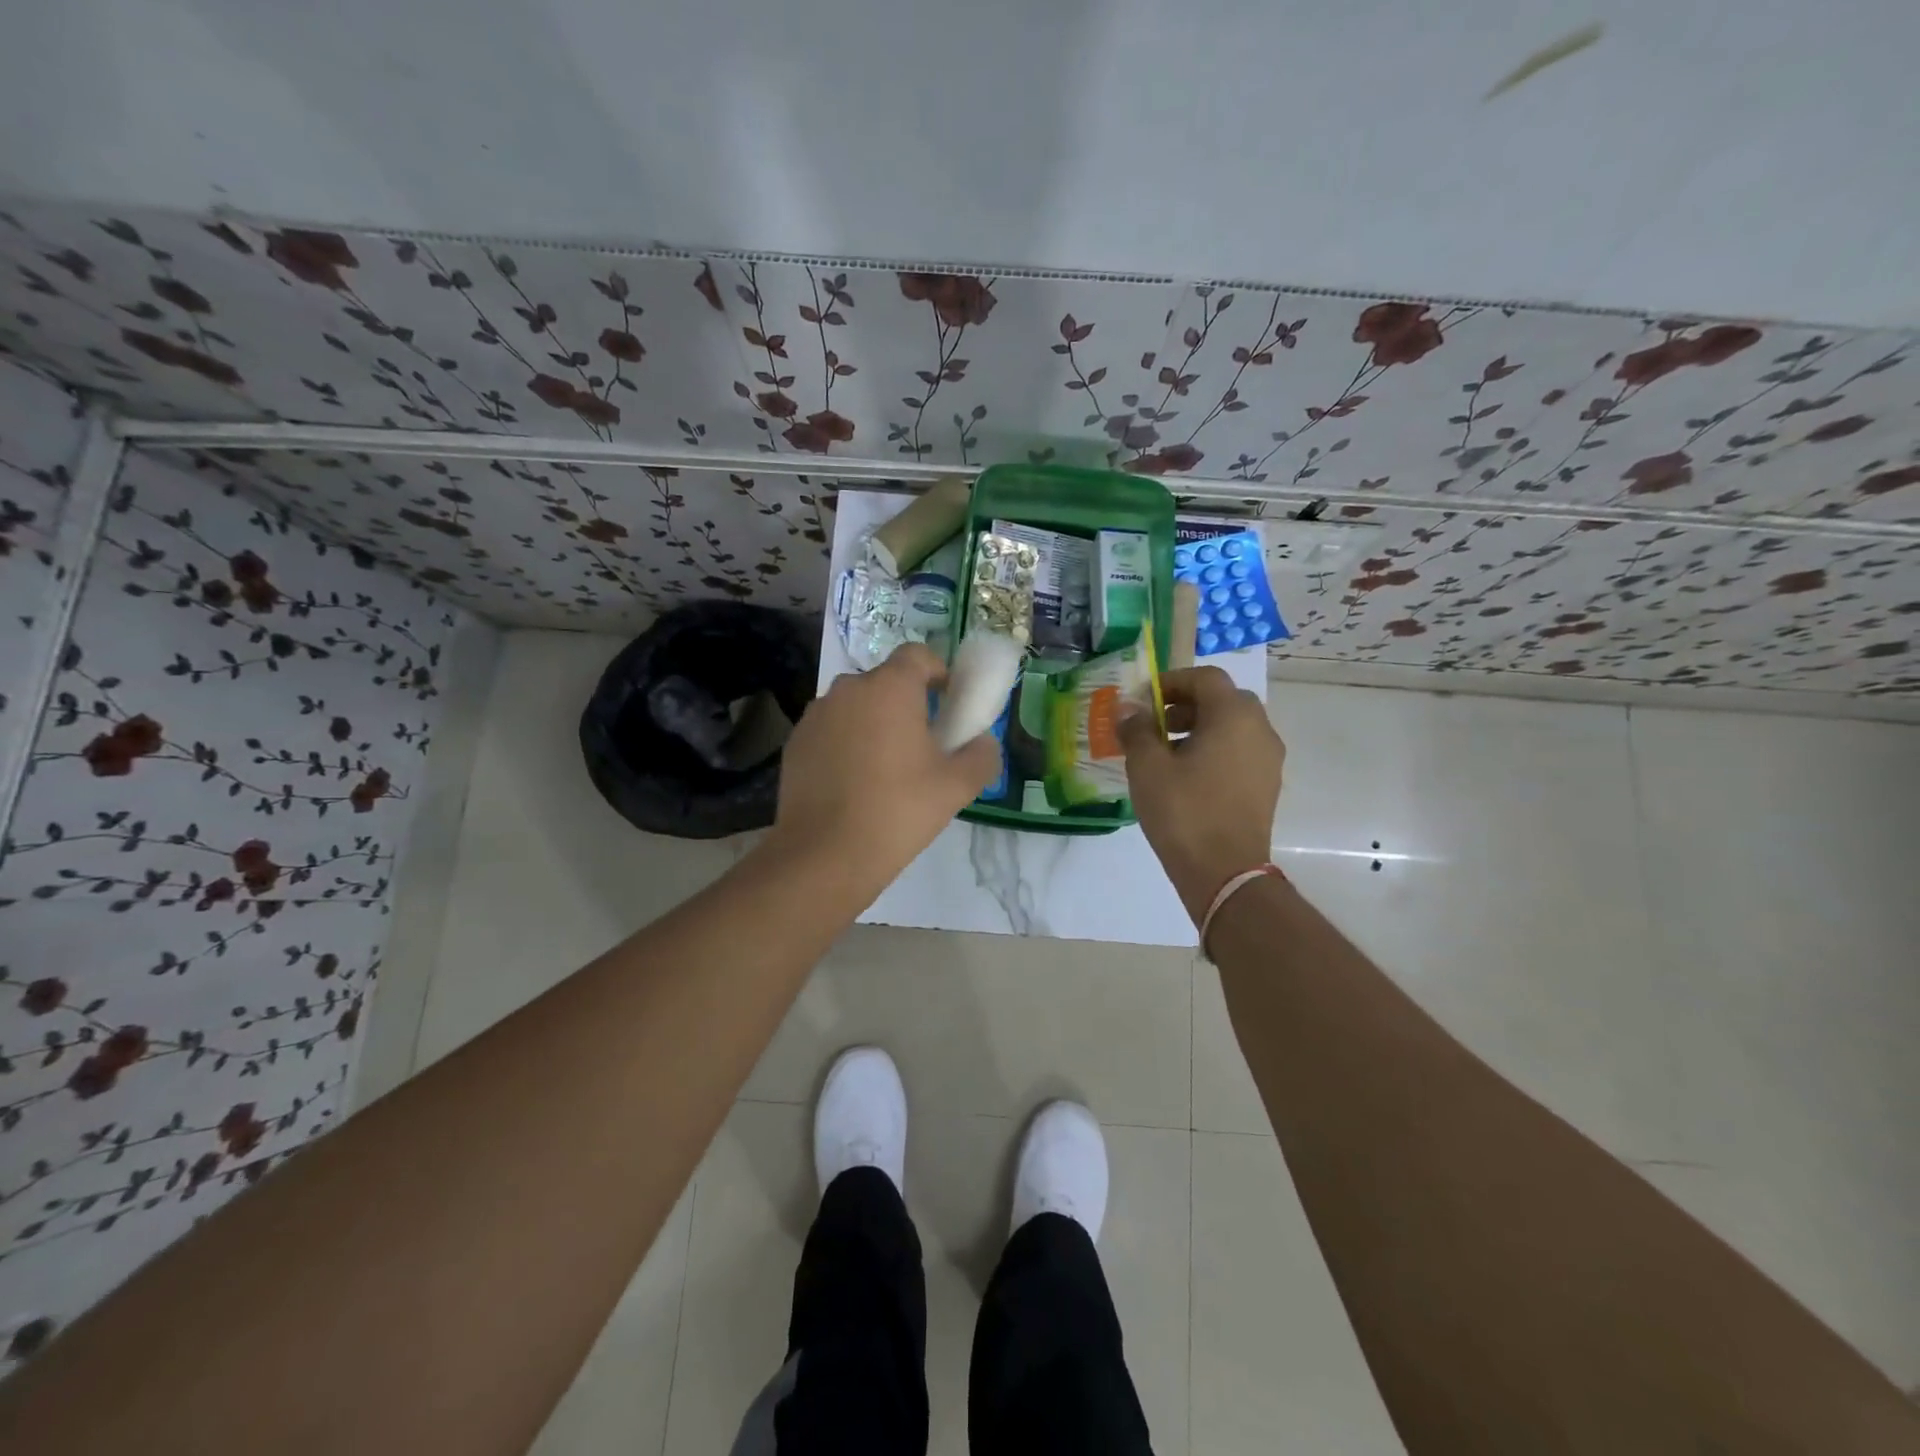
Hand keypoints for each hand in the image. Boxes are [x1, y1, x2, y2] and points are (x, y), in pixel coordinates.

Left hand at [767, 642, 999, 890]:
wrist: (825, 854)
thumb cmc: (898, 810)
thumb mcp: (956, 787)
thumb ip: (981, 756)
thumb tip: (983, 743)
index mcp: (890, 688)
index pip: (917, 655)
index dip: (938, 673)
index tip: (948, 704)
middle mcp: (849, 689)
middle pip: (885, 682)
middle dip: (906, 703)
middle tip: (922, 744)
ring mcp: (816, 715)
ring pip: (855, 706)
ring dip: (873, 723)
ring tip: (885, 768)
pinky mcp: (795, 742)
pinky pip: (831, 730)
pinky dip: (846, 744)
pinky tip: (853, 784)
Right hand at [1119, 666, 1284, 921]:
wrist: (1224, 873)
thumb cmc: (1183, 812)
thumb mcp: (1147, 767)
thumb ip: (1137, 729)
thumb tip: (1128, 708)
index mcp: (1233, 716)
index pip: (1205, 678)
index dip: (1171, 682)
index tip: (1143, 700)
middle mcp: (1260, 729)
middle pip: (1222, 700)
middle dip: (1185, 705)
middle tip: (1153, 724)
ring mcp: (1268, 759)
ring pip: (1232, 727)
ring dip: (1199, 728)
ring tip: (1164, 753)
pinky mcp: (1267, 785)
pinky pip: (1239, 751)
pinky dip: (1214, 750)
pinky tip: (1186, 777)